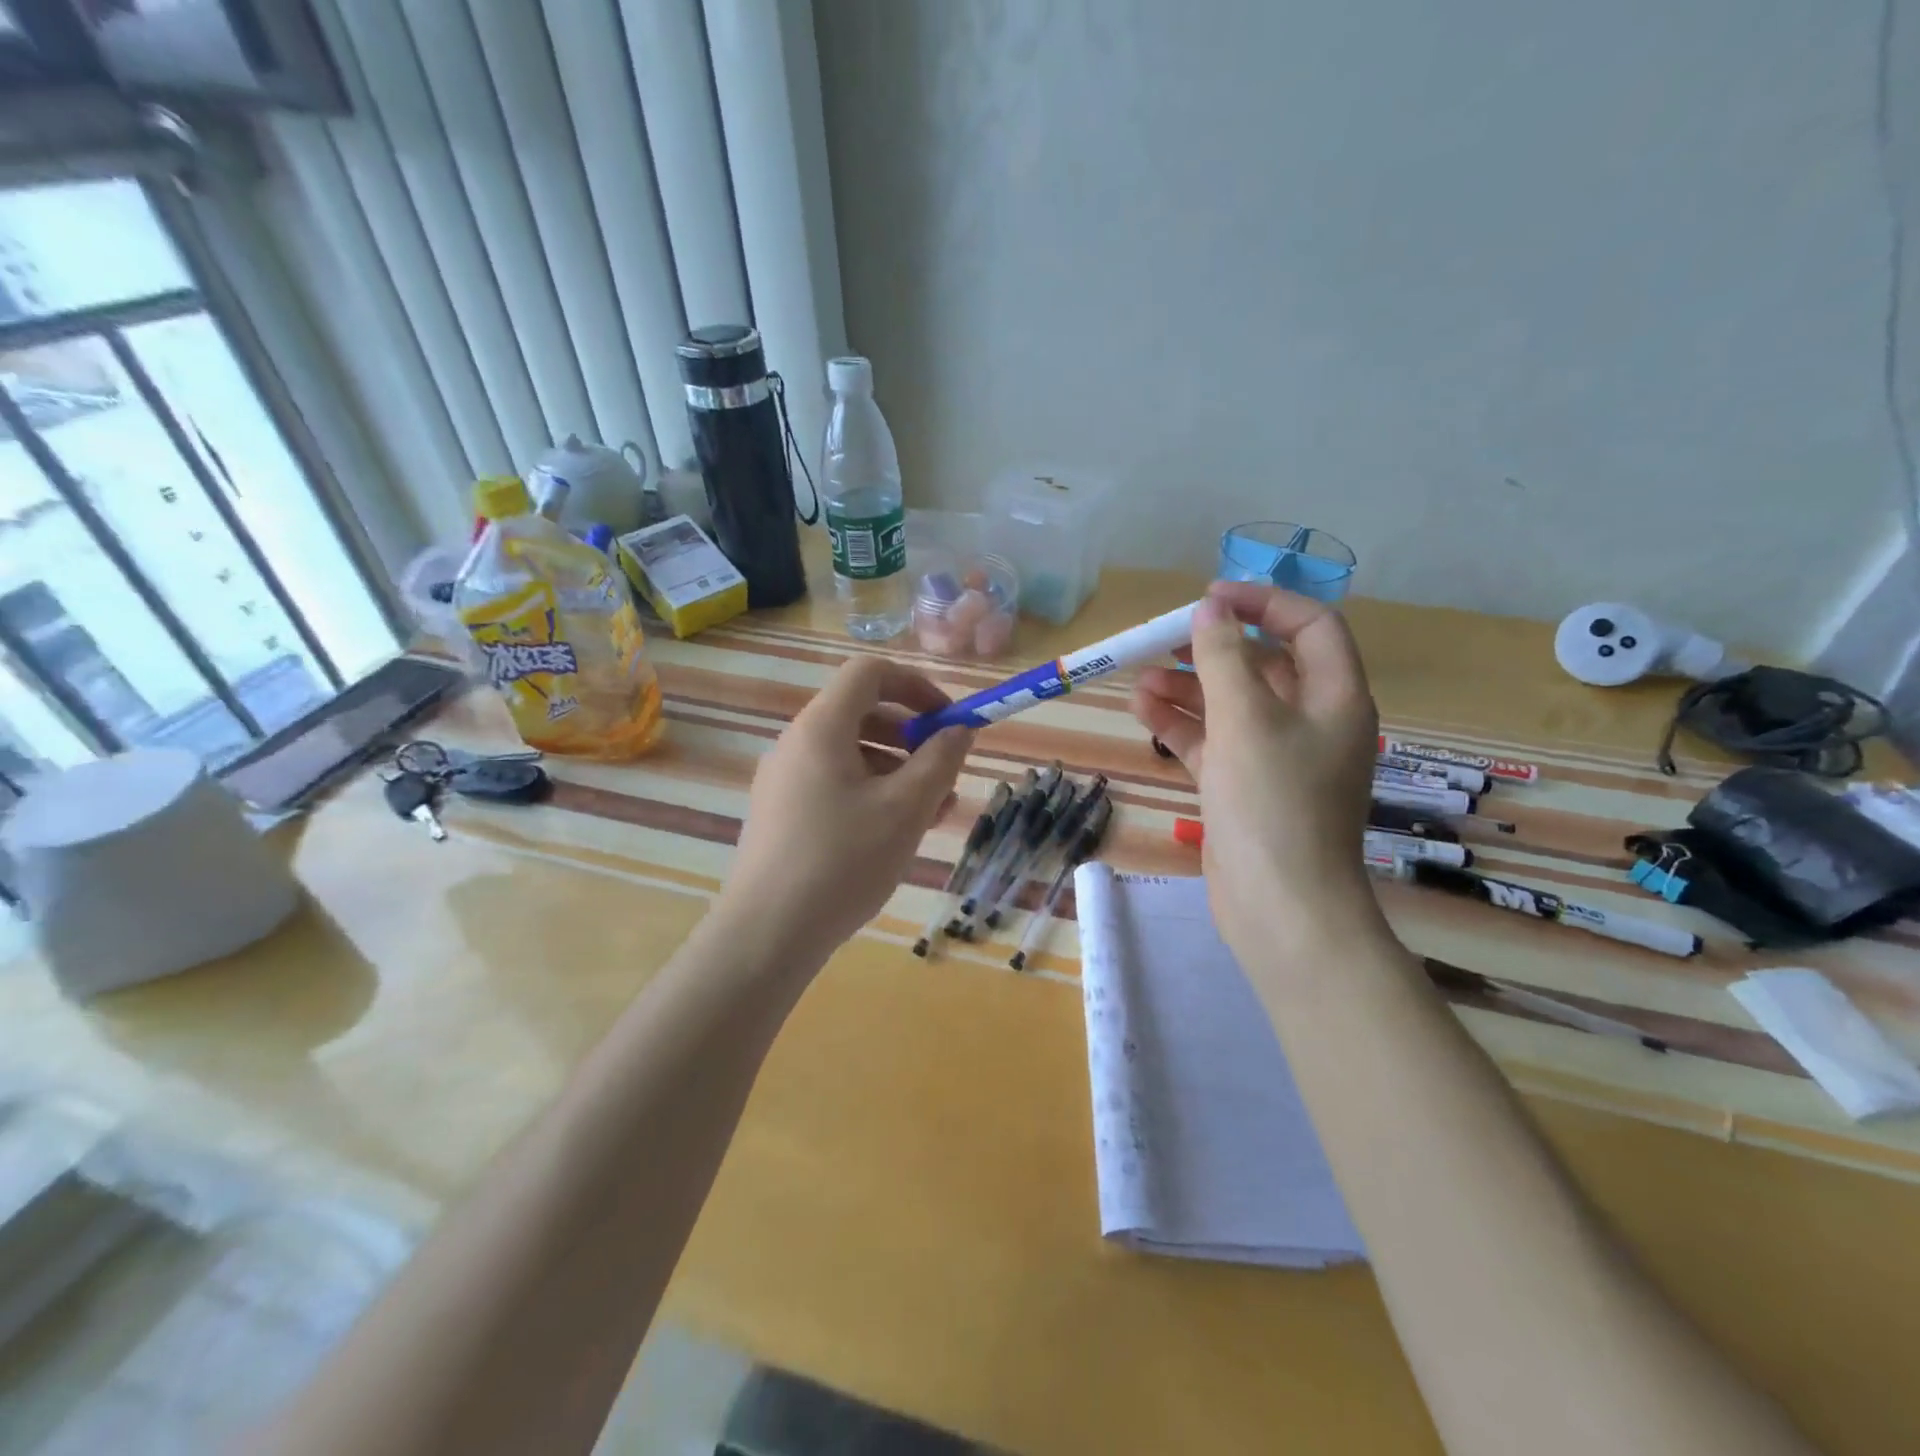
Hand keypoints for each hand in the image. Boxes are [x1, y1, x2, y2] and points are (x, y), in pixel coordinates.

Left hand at [721, 657, 974, 964]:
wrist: (766, 934)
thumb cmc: (843, 861)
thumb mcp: (905, 809)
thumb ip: (939, 761)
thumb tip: (959, 730)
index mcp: (821, 728)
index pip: (869, 673)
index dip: (915, 686)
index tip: (948, 722)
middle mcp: (796, 743)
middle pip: (861, 714)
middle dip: (912, 737)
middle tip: (945, 774)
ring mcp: (783, 780)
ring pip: (851, 755)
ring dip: (897, 771)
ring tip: (932, 814)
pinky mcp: (781, 813)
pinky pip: (833, 784)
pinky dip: (870, 794)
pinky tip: (894, 834)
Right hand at [1131, 581, 1383, 957]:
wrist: (1280, 906)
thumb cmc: (1273, 803)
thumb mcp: (1246, 719)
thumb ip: (1223, 658)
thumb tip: (1209, 611)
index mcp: (1335, 697)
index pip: (1310, 626)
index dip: (1263, 602)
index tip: (1209, 598)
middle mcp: (1311, 721)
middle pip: (1263, 665)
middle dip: (1212, 649)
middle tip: (1162, 639)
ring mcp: (1277, 757)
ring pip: (1231, 704)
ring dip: (1188, 687)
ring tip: (1139, 679)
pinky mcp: (1245, 786)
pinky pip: (1213, 741)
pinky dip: (1181, 724)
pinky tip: (1142, 710)